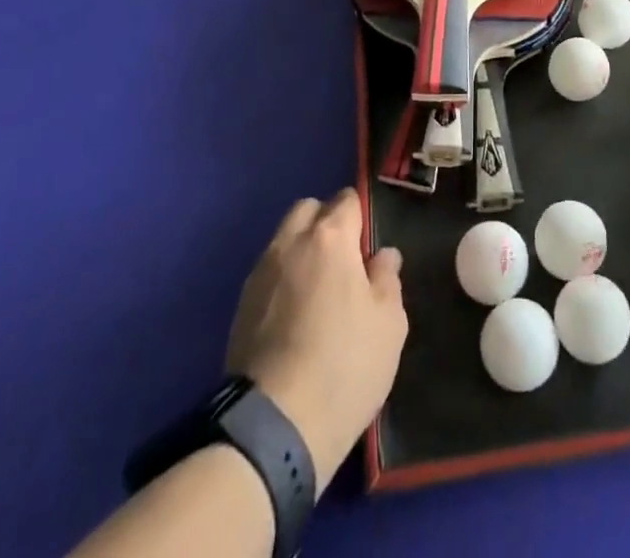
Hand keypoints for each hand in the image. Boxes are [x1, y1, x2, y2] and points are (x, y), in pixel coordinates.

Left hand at [224, 188, 406, 494]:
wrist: (275, 428)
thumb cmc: (345, 366)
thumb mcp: (389, 324)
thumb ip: (387, 280)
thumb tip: (382, 256)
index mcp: (331, 237)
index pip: (347, 200)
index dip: (360, 217)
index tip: (368, 246)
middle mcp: (290, 242)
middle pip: (308, 209)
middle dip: (325, 222)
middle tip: (343, 261)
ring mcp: (260, 273)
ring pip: (283, 239)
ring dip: (301, 251)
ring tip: (317, 291)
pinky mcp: (240, 306)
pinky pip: (267, 273)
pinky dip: (282, 280)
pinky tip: (294, 316)